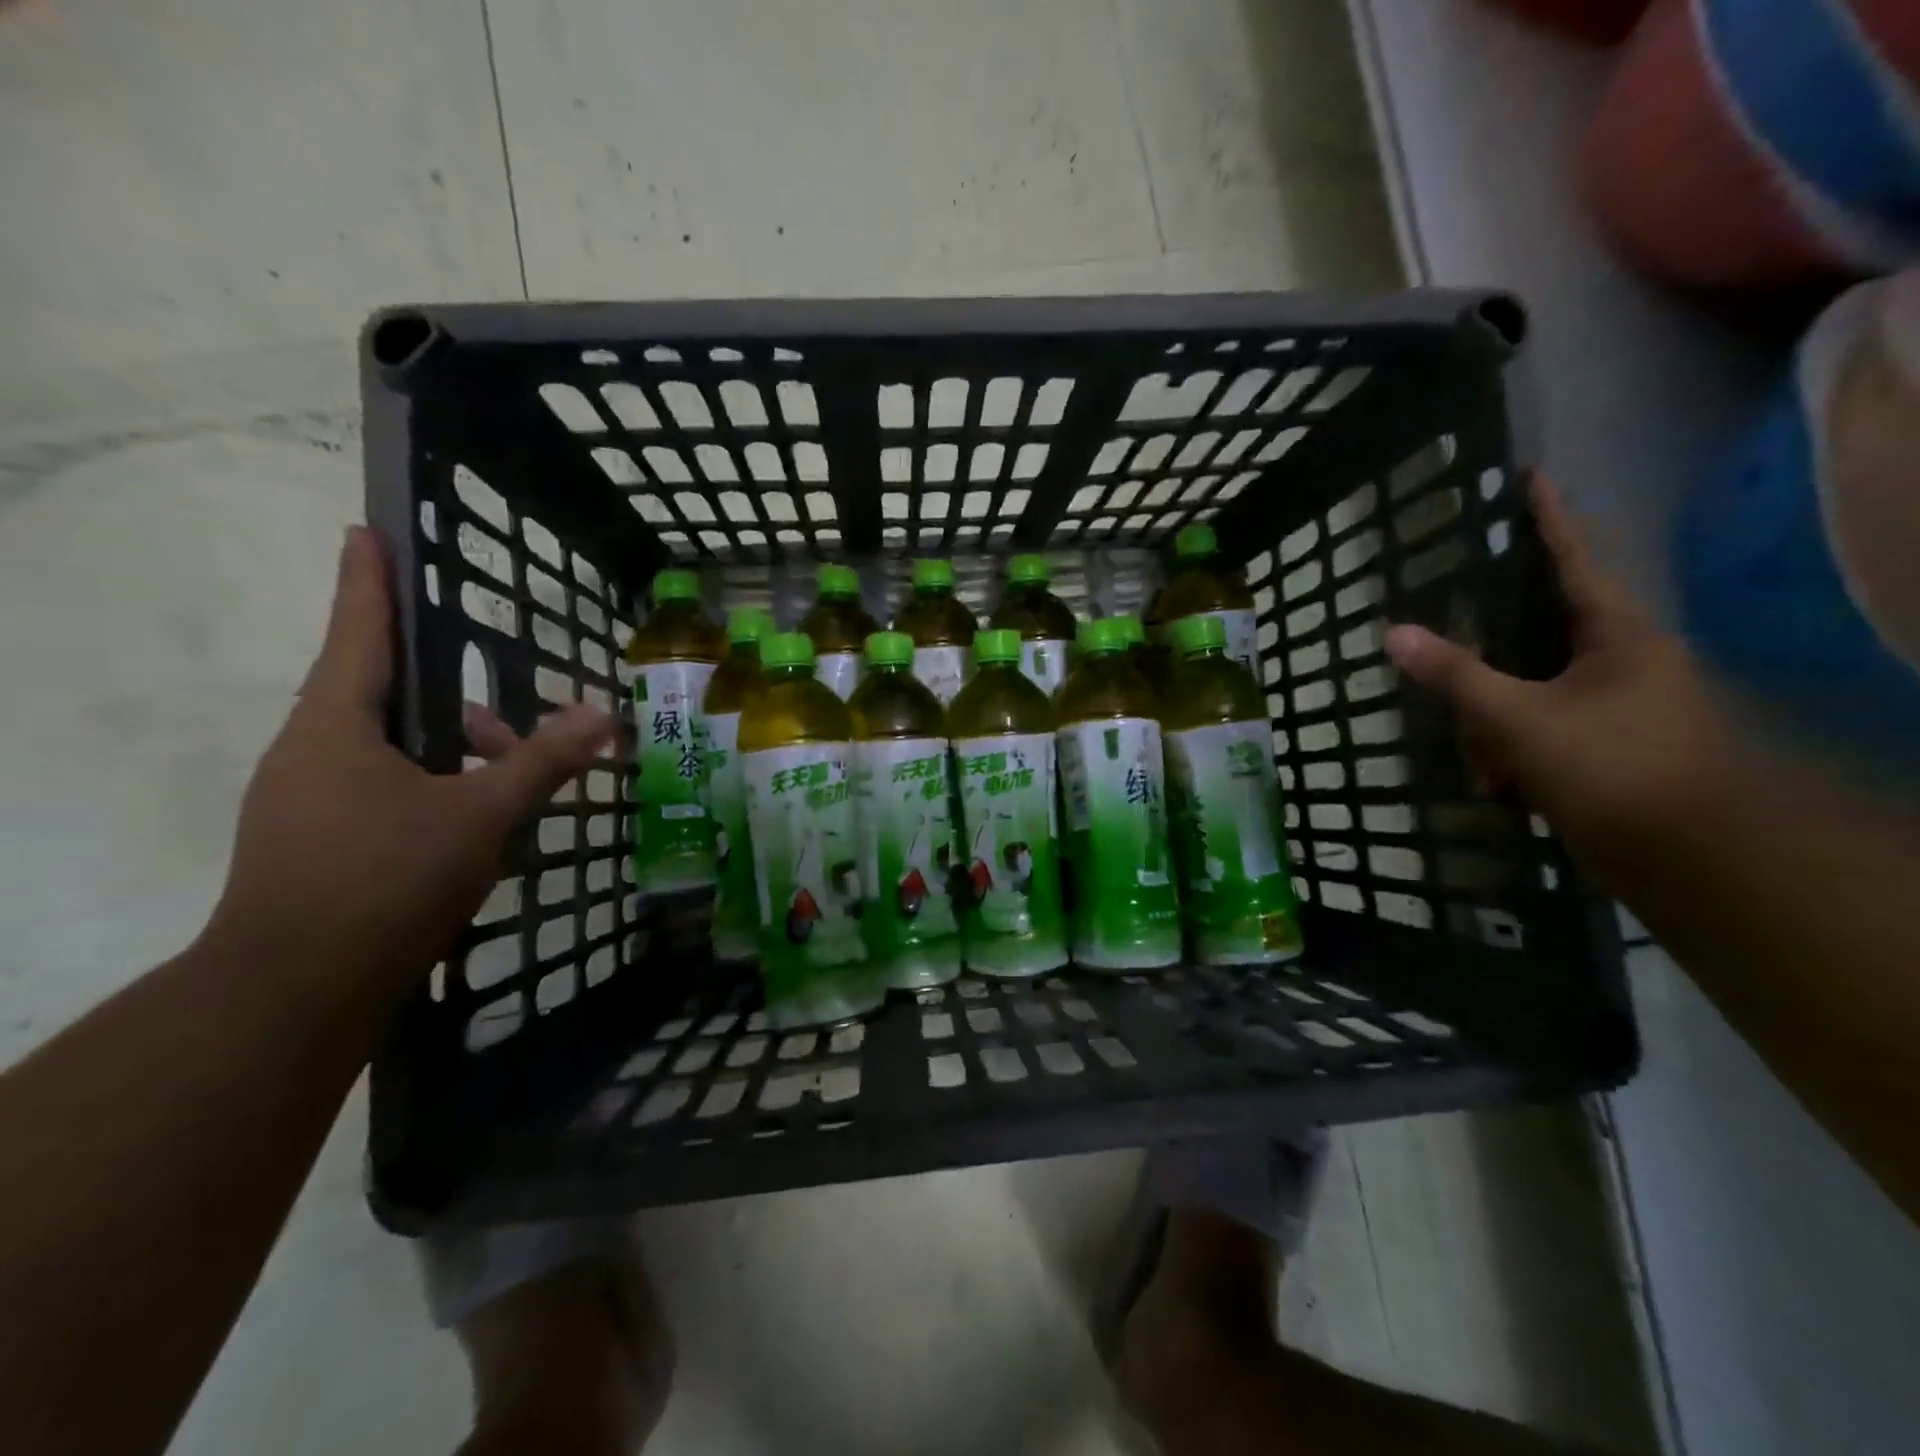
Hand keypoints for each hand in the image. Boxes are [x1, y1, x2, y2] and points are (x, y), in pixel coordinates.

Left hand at [204, 527, 615, 993]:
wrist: (295, 991)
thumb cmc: (386, 879)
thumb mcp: (482, 814)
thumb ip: (543, 761)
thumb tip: (604, 716)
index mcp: (336, 727)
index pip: (359, 633)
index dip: (367, 580)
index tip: (364, 529)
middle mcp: (311, 753)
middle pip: (389, 700)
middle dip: (456, 709)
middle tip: (513, 733)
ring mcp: (306, 800)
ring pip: (392, 752)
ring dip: (454, 758)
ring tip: (511, 793)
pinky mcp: (316, 841)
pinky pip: (383, 790)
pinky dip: (433, 791)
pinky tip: (476, 830)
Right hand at [1385, 476, 1736, 891]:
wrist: (1688, 856)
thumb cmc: (1611, 766)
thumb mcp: (1518, 718)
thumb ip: (1455, 674)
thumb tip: (1393, 633)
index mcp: (1616, 634)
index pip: (1572, 558)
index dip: (1547, 518)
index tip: (1529, 477)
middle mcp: (1618, 660)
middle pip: (1532, 635)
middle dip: (1486, 672)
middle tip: (1449, 673)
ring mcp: (1612, 705)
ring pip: (1526, 692)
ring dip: (1495, 729)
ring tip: (1489, 769)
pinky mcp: (1602, 745)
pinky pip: (1536, 731)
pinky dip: (1513, 757)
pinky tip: (1503, 788)